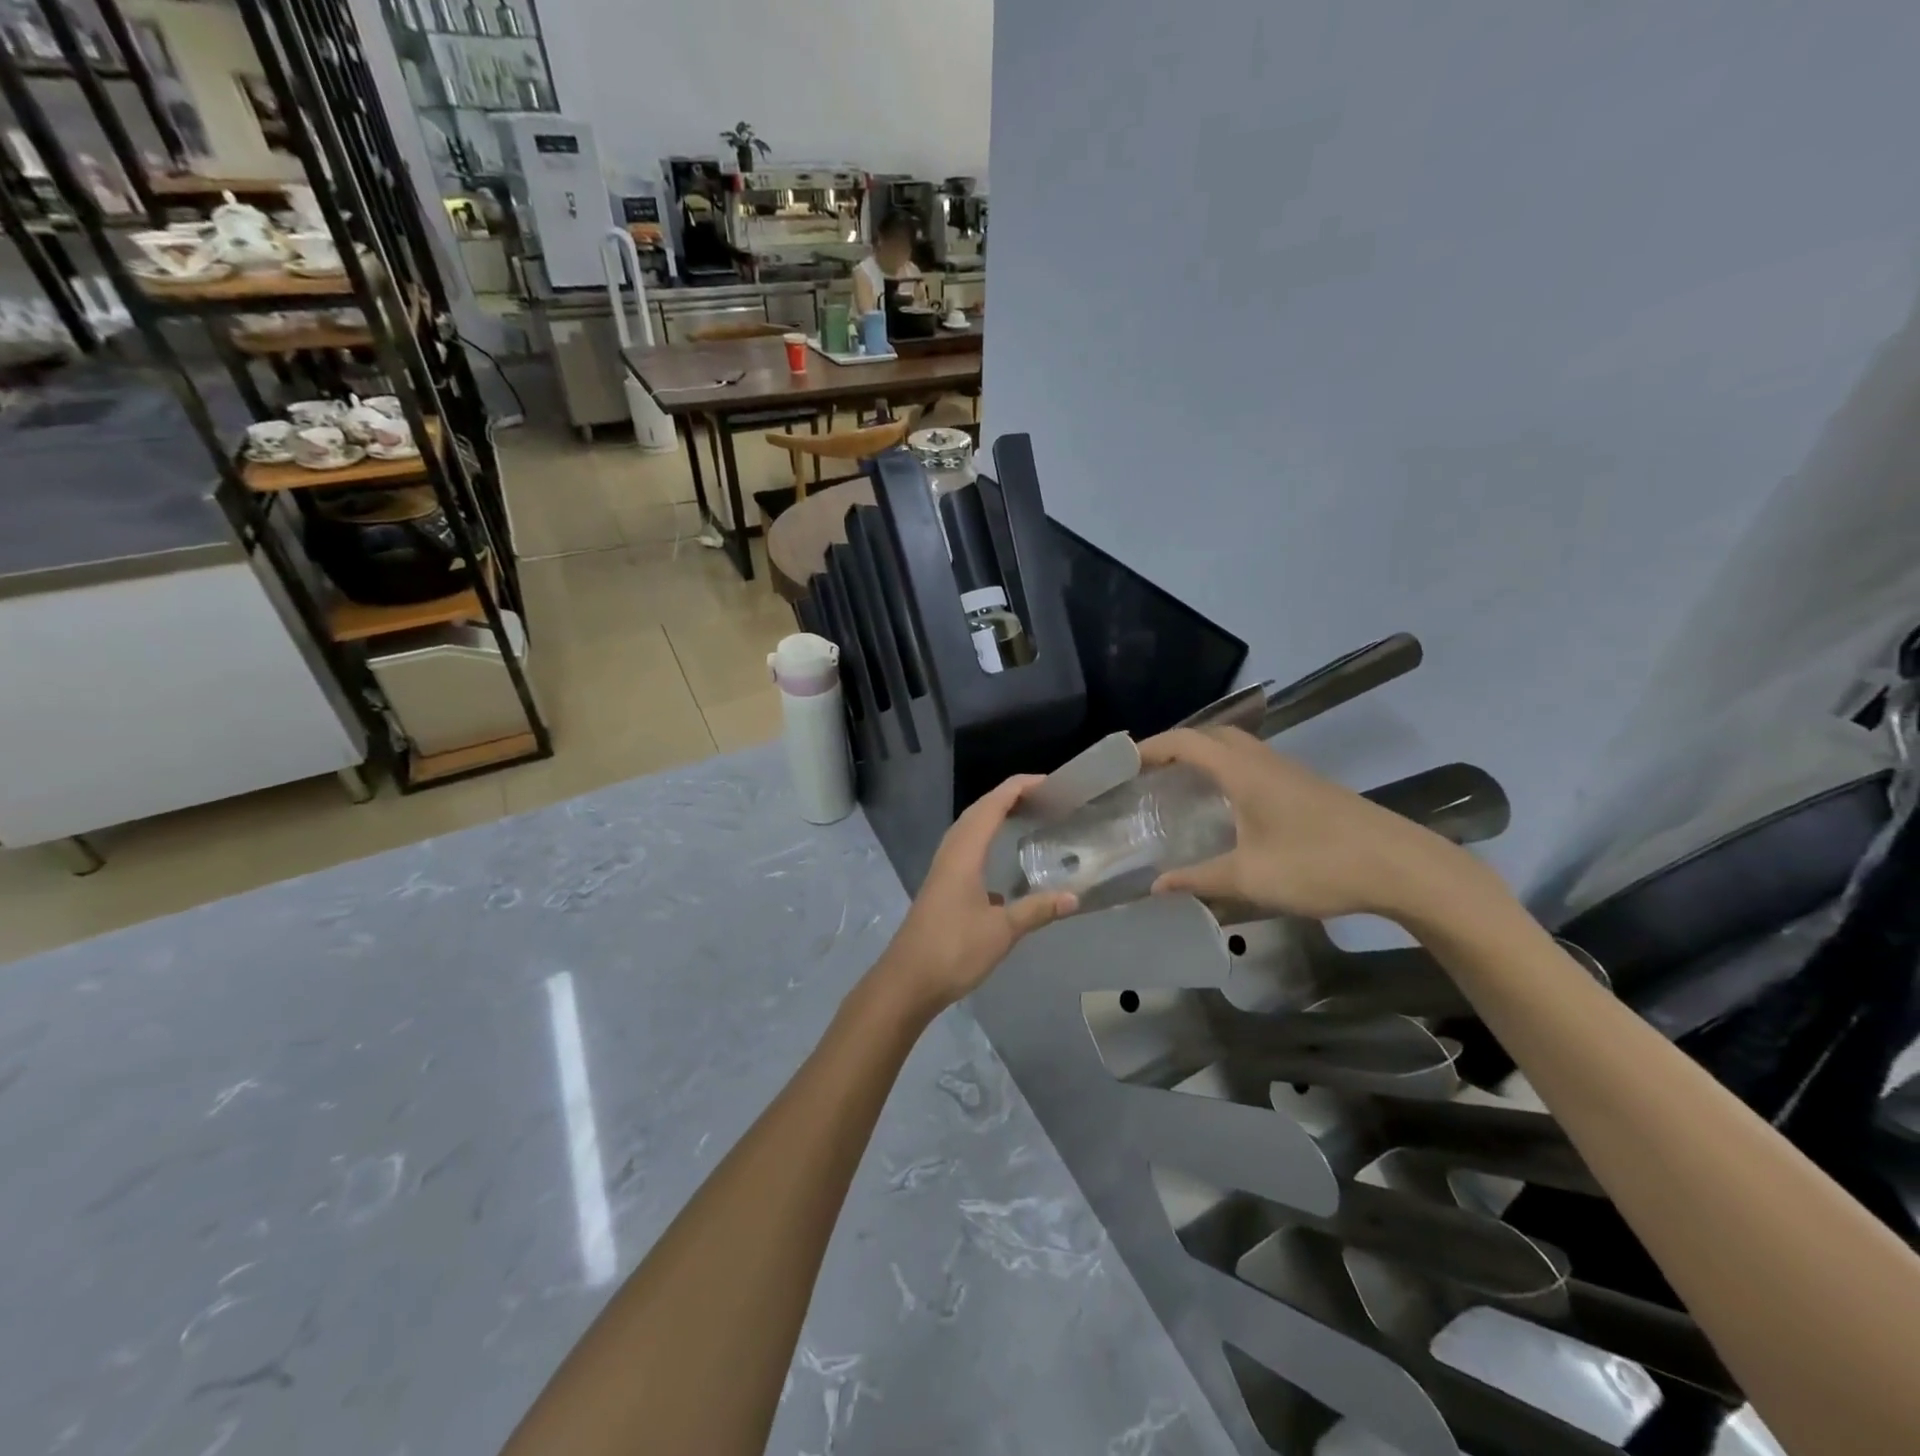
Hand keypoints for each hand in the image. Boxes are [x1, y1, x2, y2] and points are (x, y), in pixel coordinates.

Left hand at [874, 775, 1075, 1012]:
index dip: (1018, 787)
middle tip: (1044, 796)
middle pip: (978, 811)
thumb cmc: (953, 950)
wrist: (907, 982)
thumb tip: (1074, 896)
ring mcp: (943, 870)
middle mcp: (950, 853)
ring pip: (969, 830)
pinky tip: (1001, 863)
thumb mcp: (1002, 931)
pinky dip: (986, 841)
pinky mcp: (941, 887)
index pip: (992, 805)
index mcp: (964, 853)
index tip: (1049, 782)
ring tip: (1025, 816)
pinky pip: (966, 849)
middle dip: (1009, 797)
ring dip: (994, 816)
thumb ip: (1037, 910)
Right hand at [1138, 728, 1489, 922]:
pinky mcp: (1309, 787)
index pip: (1187, 742)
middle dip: (1177, 744)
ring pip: (1239, 747)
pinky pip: (1256, 763)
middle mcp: (1265, 762)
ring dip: (1206, 754)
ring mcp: (1292, 772)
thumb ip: (1200, 879)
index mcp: (1244, 772)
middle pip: (1213, 734)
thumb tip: (1157, 886)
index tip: (1122, 761)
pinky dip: (1229, 770)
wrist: (1403, 867)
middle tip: (1149, 770)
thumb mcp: (1251, 878)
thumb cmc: (1319, 865)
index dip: (1151, 747)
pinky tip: (1228, 805)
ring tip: (1181, 784)